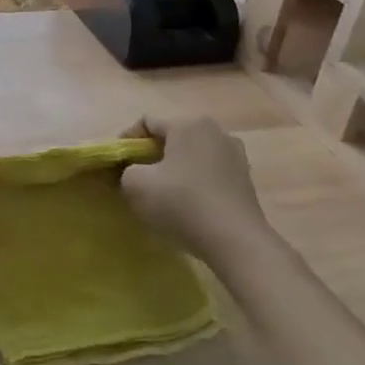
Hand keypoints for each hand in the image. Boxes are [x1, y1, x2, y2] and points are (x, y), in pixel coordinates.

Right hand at [121, 116, 268, 257]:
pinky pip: (211, 171)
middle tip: (139, 175)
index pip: (147, 122)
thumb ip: (126, 170)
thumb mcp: (136, 185)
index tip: (119, 163)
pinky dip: (197, 180)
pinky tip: (190, 202)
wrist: (236, 242)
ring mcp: (236, 154)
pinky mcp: (246, 178)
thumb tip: (133, 172)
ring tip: (165, 190)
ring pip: (194, 154)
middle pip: (173, 136)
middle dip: (153, 153)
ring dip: (177, 167)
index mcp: (187, 124)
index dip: (127, 139)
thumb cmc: (182, 204)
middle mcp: (214, 131)